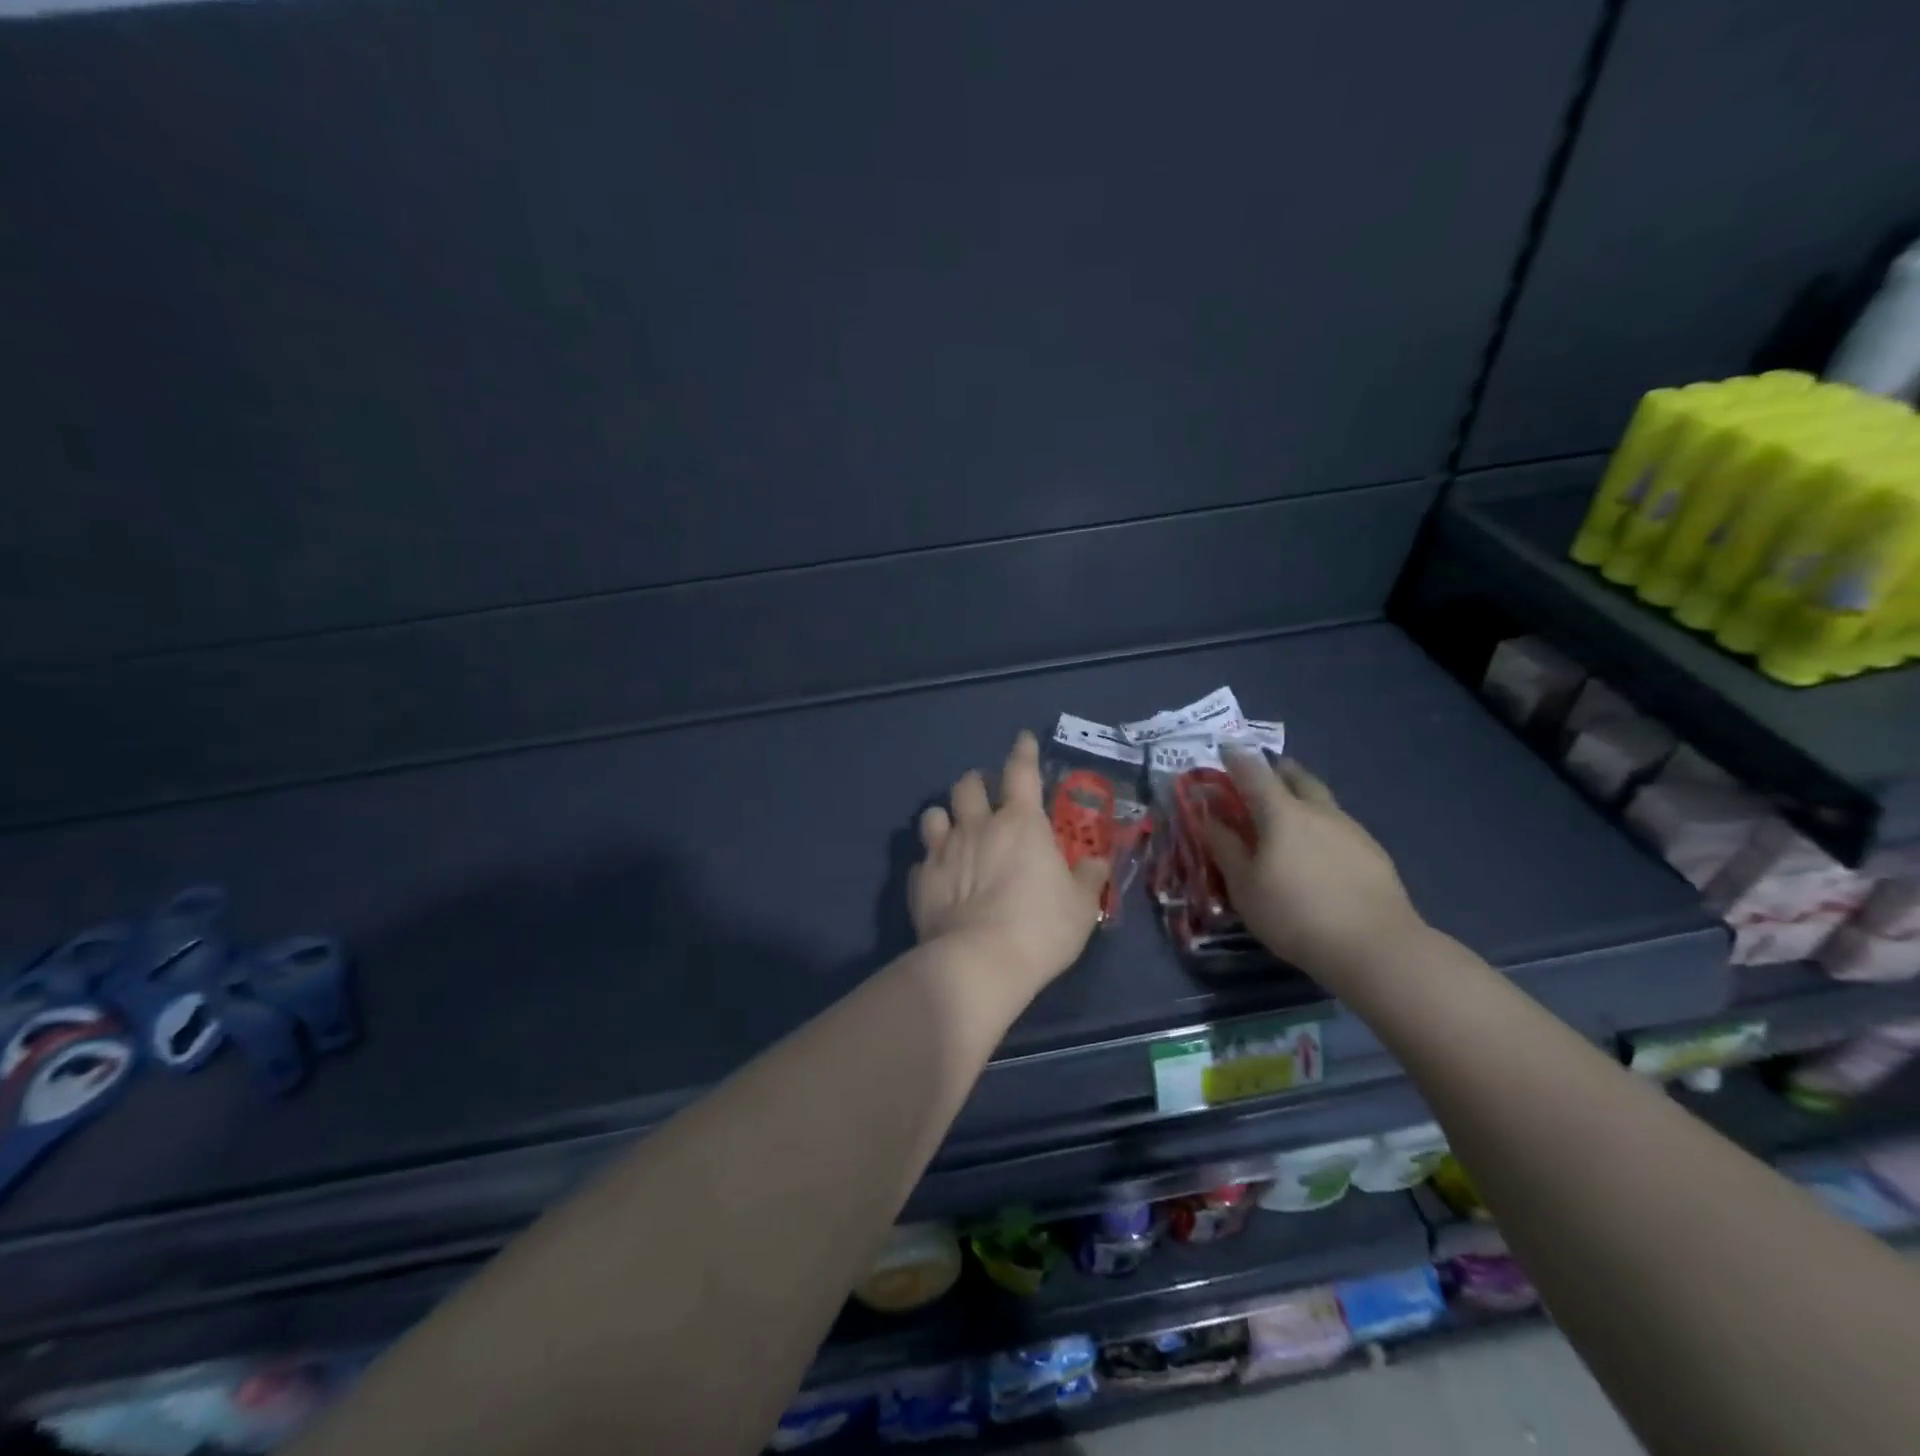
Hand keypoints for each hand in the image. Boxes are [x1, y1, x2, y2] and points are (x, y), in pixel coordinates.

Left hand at [909, 731, 1109, 994]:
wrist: (979, 962)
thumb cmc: (1040, 928)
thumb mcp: (1080, 906)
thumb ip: (1088, 878)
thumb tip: (1097, 862)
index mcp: (1020, 823)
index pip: (1021, 771)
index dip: (1023, 752)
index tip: (1022, 740)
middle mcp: (977, 826)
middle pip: (968, 785)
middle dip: (976, 783)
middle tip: (985, 795)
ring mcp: (942, 851)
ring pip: (933, 814)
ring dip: (944, 816)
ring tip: (953, 829)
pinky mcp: (920, 881)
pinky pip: (921, 861)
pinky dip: (930, 864)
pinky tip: (938, 878)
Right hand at [1203, 751, 1424, 987]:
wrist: (1374, 947)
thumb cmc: (1294, 914)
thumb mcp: (1244, 886)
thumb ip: (1225, 848)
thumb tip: (1209, 818)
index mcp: (1282, 813)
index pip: (1254, 772)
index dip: (1236, 759)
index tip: (1224, 752)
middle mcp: (1318, 811)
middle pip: (1296, 777)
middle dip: (1277, 770)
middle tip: (1263, 776)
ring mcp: (1351, 829)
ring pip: (1322, 800)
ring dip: (1303, 797)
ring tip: (1291, 815)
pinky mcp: (1373, 853)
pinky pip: (1339, 826)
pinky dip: (1322, 825)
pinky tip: (1320, 851)